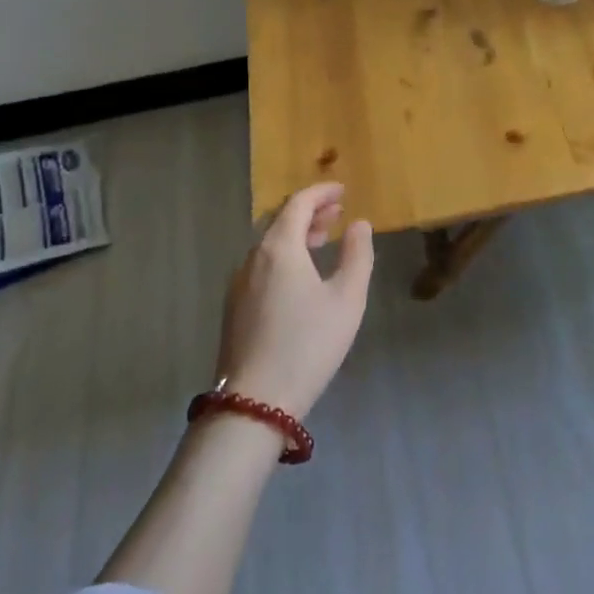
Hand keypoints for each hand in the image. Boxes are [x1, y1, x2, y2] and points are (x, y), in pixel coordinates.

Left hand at [215, 183, 374, 418]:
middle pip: (281, 221)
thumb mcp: (347, 299)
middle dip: (310, 212)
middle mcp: (253, 258)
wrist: (254, 403)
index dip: (321, 192)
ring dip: (297, 235)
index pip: (298, 204)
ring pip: (269, 245)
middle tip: (337, 213)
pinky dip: (284, 256)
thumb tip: (359, 224)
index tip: (342, 190)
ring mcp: (239, 284)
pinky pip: (262, 265)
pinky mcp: (235, 308)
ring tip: (323, 240)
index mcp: (280, 248)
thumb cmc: (308, 344)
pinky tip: (301, 275)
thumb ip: (357, 255)